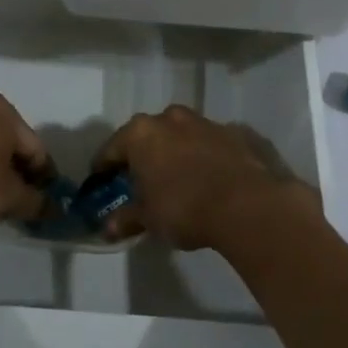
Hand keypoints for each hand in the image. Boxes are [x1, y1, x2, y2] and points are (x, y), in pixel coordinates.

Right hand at [94, 105, 314, 251]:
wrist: (246, 204)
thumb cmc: (183, 208)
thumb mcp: (148, 218)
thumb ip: (126, 219)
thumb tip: (106, 229)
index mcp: (140, 134)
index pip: (112, 148)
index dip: (104, 167)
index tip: (101, 181)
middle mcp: (169, 118)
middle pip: (146, 135)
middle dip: (142, 155)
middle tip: (140, 180)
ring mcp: (203, 122)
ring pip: (179, 135)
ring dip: (174, 151)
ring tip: (176, 178)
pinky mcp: (232, 132)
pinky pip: (208, 143)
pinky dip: (203, 155)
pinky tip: (207, 177)